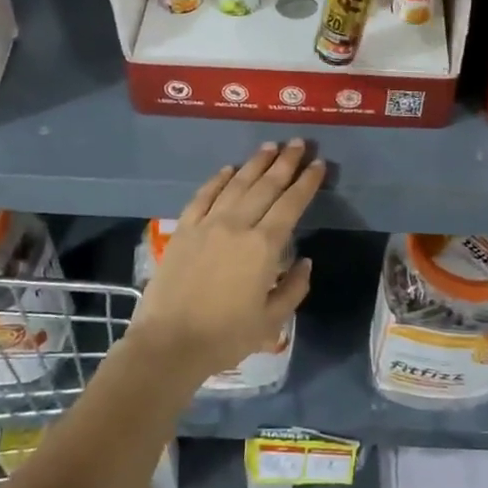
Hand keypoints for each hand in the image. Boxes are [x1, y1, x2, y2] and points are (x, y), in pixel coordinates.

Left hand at [129, 142, 324, 384]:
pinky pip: (203, 196)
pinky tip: (228, 169)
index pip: (291, 204)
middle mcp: (238, 225)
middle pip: (266, 186)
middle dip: (286, 162)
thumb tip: (304, 261)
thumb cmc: (225, 337)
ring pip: (236, 184)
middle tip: (299, 143)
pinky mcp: (184, 229)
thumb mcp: (271, 321)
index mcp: (264, 246)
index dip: (307, 182)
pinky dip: (218, 179)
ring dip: (256, 163)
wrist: (169, 344)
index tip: (319, 164)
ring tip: (270, 146)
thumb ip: (294, 288)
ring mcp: (208, 224)